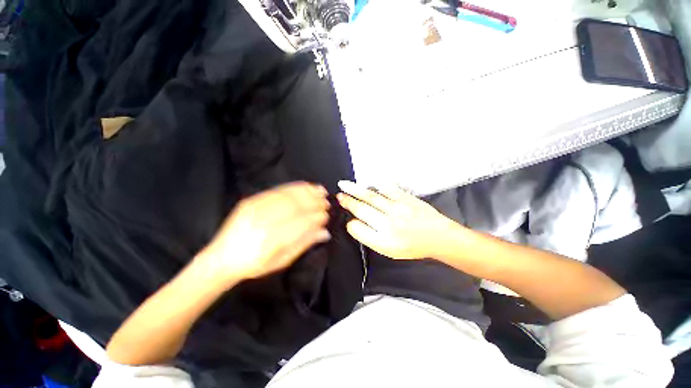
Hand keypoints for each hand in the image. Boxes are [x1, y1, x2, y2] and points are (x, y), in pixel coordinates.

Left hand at [199, 182, 330, 281]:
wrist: (221, 258)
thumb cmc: (255, 265)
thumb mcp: (282, 261)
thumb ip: (304, 244)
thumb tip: (325, 232)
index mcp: (271, 241)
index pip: (301, 224)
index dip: (316, 218)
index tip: (326, 216)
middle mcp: (263, 222)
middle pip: (295, 207)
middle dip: (315, 202)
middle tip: (326, 202)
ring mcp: (255, 209)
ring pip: (287, 196)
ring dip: (307, 192)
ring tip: (320, 190)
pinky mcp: (251, 200)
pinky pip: (277, 190)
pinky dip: (294, 187)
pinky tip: (305, 186)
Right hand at [337, 181, 463, 259]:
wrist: (438, 237)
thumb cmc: (412, 246)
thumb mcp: (389, 251)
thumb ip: (371, 237)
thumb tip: (356, 222)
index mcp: (384, 241)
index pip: (358, 229)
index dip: (350, 223)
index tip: (348, 218)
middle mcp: (389, 224)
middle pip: (362, 209)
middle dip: (348, 201)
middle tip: (338, 195)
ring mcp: (398, 209)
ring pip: (372, 197)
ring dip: (356, 190)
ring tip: (344, 185)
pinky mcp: (406, 199)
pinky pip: (389, 189)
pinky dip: (378, 185)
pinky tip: (371, 183)